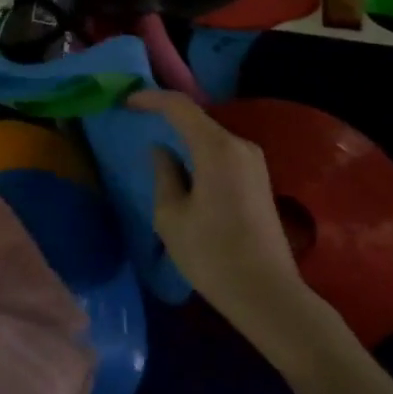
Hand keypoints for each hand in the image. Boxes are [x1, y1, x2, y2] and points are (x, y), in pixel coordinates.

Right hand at [129, 89, 352, 368]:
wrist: (267, 295)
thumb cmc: (211, 254)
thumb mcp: (171, 216)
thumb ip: (163, 175)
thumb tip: (162, 152)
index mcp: (217, 148)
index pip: (179, 107)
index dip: (150, 99)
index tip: (125, 102)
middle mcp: (241, 147)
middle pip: (197, 119)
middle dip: (166, 116)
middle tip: (136, 121)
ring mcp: (254, 164)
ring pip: (211, 137)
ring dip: (183, 137)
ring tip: (155, 145)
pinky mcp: (259, 182)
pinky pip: (222, 154)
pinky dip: (199, 152)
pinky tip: (183, 168)